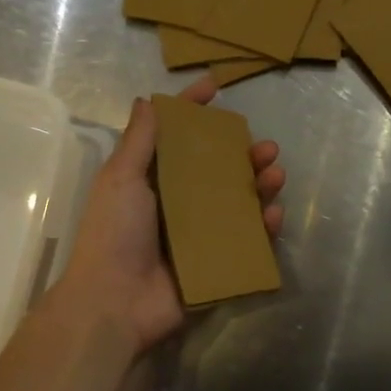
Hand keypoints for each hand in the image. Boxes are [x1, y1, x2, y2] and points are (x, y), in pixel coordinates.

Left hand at [50, 76, 285, 353]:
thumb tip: (147, 101)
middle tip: (266, 146)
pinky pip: (248, 240)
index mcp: (153, 181)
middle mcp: (179, 203)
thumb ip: (138, 141)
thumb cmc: (113, 235)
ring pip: (239, 202)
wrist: (115, 304)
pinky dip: (264, 227)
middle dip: (245, 154)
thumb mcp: (121, 180)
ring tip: (276, 174)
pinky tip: (274, 214)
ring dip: (261, 186)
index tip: (216, 87)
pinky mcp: (217, 263)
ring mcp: (200, 234)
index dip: (195, 110)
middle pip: (218, 169)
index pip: (178, 137)